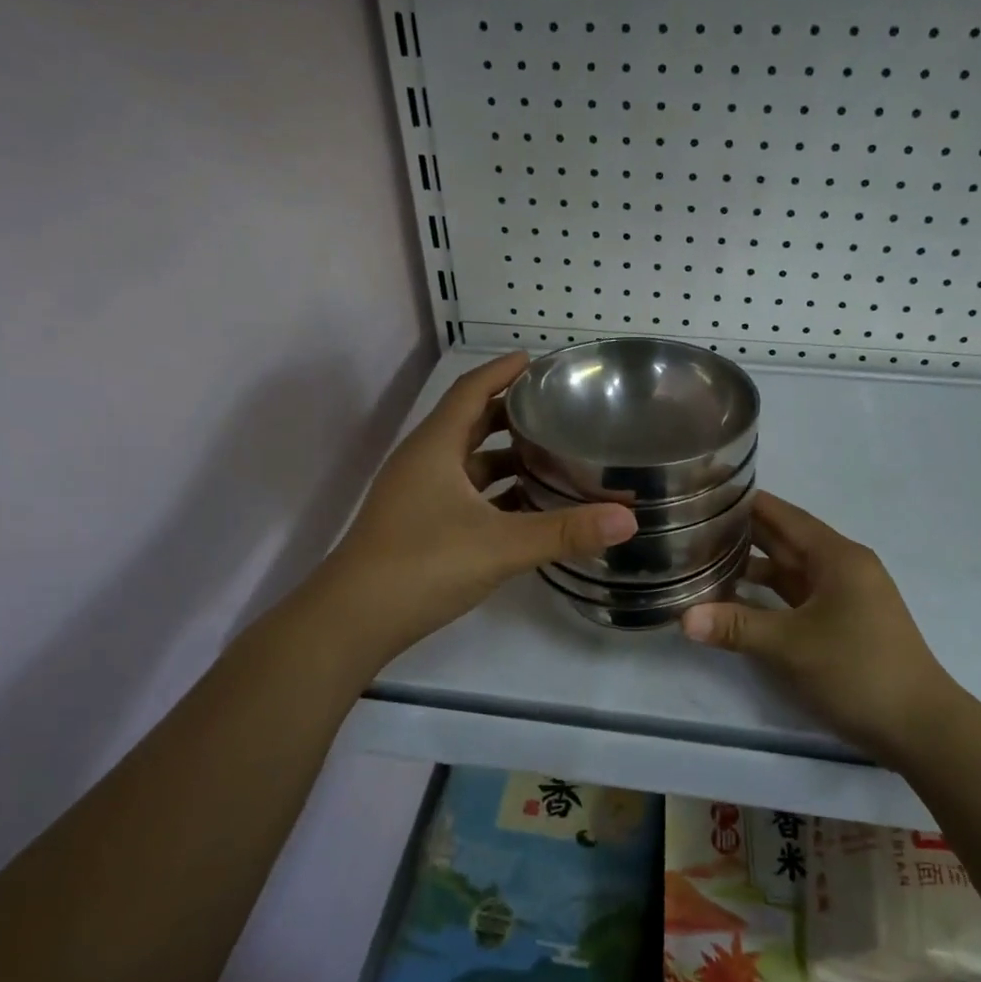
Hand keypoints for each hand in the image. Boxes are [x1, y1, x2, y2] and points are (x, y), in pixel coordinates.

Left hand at [319, 353, 637, 661]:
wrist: (353, 620)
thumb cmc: (422, 565)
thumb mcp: (500, 545)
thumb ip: (564, 531)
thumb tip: (628, 519)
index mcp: (436, 447)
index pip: (471, 390)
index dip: (502, 371)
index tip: (537, 361)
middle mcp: (423, 461)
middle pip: (470, 422)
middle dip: (510, 412)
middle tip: (555, 408)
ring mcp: (417, 494)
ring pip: (467, 461)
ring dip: (504, 455)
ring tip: (550, 453)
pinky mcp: (418, 524)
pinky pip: (463, 493)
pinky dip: (494, 491)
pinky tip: (525, 505)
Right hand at [680, 491, 960, 757]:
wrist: (921, 728)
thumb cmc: (857, 671)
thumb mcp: (790, 647)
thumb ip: (736, 627)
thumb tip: (683, 618)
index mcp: (837, 557)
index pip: (783, 516)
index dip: (747, 502)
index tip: (707, 492)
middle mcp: (843, 567)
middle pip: (786, 540)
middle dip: (743, 533)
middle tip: (695, 524)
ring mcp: (846, 596)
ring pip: (792, 570)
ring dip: (754, 566)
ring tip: (706, 559)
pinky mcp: (844, 623)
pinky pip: (799, 596)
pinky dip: (769, 594)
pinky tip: (738, 599)